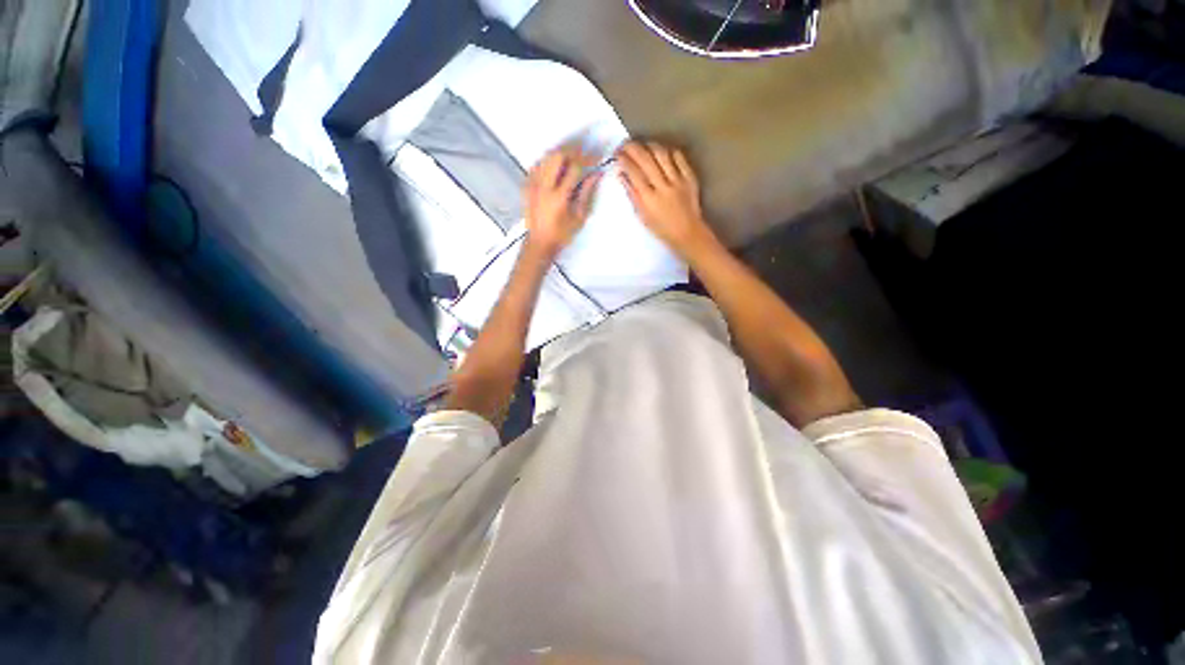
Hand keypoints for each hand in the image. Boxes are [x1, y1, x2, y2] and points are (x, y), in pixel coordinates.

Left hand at [524, 145, 601, 260]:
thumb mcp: (579, 217)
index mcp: (559, 197)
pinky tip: (555, 167)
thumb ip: (587, 193)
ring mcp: (533, 185)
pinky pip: (537, 165)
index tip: (596, 158)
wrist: (539, 243)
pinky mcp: (527, 186)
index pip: (575, 168)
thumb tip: (596, 174)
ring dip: (560, 154)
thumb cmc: (562, 234)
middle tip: (583, 154)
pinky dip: (548, 161)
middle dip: (573, 151)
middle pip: (557, 156)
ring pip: (546, 157)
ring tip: (571, 159)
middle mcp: (544, 188)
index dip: (587, 159)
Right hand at [617, 141, 715, 258]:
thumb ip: (633, 194)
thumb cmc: (661, 228)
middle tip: (626, 144)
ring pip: (662, 154)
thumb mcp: (643, 215)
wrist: (688, 233)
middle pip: (646, 159)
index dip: (624, 160)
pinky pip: (679, 157)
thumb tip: (622, 175)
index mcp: (649, 199)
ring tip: (642, 145)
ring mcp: (678, 181)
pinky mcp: (690, 177)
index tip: (617, 154)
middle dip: (633, 148)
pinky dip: (669, 151)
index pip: (634, 172)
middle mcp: (663, 187)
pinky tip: (662, 151)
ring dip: (650, 146)